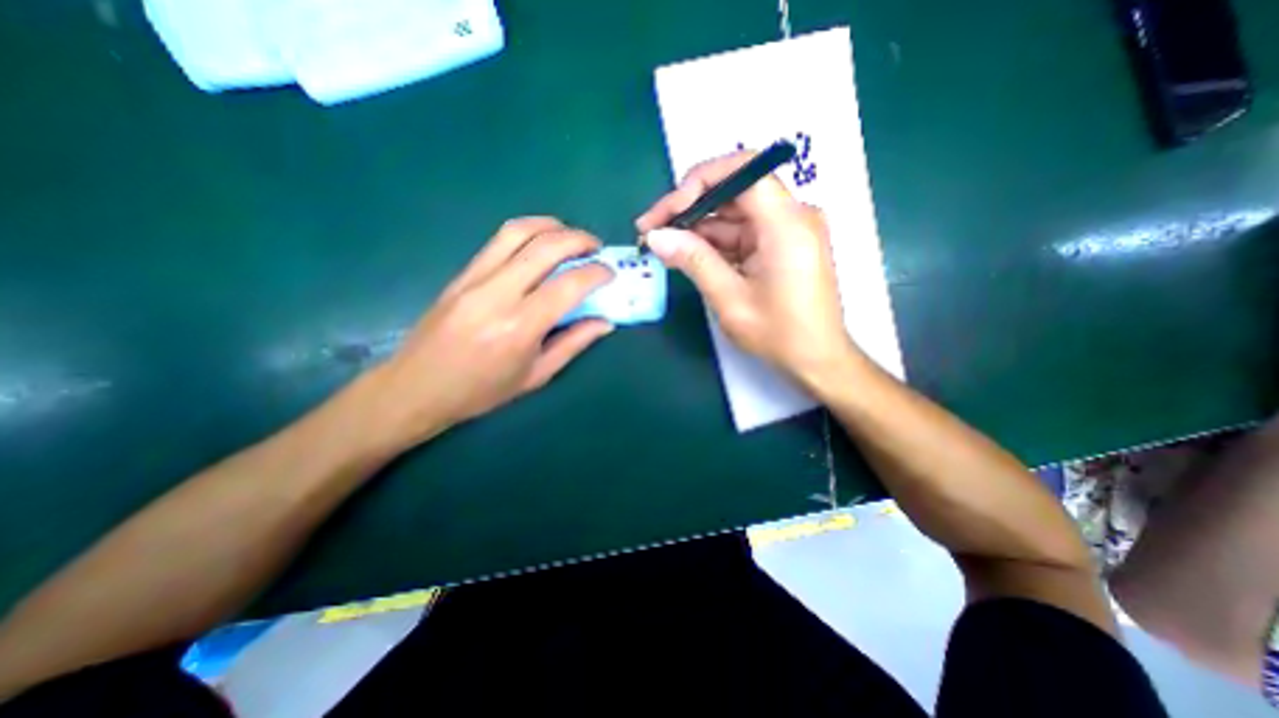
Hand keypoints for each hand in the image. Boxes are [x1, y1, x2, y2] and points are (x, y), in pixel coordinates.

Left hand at [362, 217, 617, 450]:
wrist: (417, 387)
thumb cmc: (482, 391)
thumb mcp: (536, 375)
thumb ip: (573, 344)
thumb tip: (605, 322)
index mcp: (520, 327)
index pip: (568, 285)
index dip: (596, 274)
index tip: (609, 273)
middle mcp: (498, 294)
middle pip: (545, 247)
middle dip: (579, 240)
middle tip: (596, 247)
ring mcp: (475, 279)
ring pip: (518, 232)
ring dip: (552, 226)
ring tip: (570, 236)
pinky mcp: (462, 273)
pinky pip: (499, 241)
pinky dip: (527, 232)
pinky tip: (540, 242)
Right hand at [636, 147, 858, 387]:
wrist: (817, 360)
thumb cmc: (779, 334)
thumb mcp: (730, 299)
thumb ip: (694, 261)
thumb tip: (656, 236)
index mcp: (786, 224)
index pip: (743, 171)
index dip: (699, 181)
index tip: (667, 210)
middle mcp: (792, 216)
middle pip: (734, 190)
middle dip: (690, 206)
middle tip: (652, 229)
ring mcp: (787, 230)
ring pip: (734, 214)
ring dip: (698, 228)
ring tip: (663, 246)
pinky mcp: (780, 245)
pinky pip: (742, 233)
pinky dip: (714, 243)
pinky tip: (688, 255)